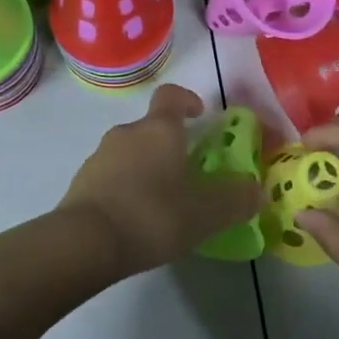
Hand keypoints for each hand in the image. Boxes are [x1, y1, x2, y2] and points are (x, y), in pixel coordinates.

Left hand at [60, 85, 262, 276]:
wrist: (85, 242)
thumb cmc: (153, 215)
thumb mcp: (206, 213)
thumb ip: (236, 199)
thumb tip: (256, 190)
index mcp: (159, 129)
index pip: (172, 96)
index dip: (187, 100)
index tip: (200, 114)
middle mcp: (126, 133)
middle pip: (151, 128)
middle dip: (170, 145)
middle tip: (189, 173)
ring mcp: (99, 156)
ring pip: (130, 152)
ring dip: (147, 167)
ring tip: (163, 201)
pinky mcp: (81, 183)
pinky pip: (111, 176)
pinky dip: (126, 187)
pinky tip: (136, 218)